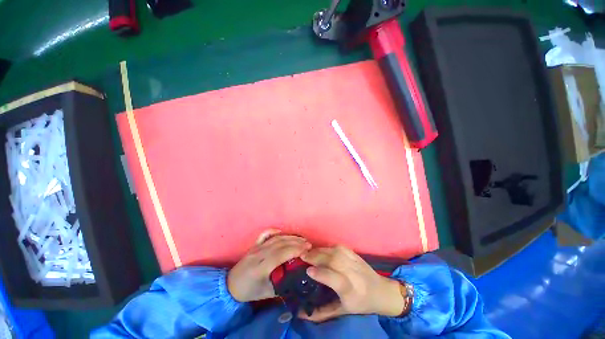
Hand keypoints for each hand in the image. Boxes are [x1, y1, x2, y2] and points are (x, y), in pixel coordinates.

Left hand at [227, 229, 310, 302]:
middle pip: (281, 243)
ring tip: (301, 239)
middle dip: (296, 242)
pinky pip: (265, 234)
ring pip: (276, 238)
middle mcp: (260, 253)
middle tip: (308, 244)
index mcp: (261, 266)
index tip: (307, 250)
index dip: (296, 250)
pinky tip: (283, 233)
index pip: (281, 253)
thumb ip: (282, 285)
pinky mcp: (255, 244)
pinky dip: (275, 231)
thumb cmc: (249, 291)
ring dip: (290, 237)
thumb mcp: (266, 293)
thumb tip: (297, 278)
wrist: (230, 285)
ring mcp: (257, 247)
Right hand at [299, 246, 406, 321]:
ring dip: (320, 250)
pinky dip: (328, 246)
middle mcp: (352, 273)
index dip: (320, 273)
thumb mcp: (342, 311)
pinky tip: (322, 248)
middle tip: (303, 255)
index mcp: (349, 289)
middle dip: (316, 256)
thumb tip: (301, 314)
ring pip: (335, 252)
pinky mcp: (355, 254)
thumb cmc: (361, 304)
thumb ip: (322, 313)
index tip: (307, 270)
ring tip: (309, 250)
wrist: (381, 292)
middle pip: (333, 261)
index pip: (333, 278)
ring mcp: (354, 261)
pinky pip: (340, 247)